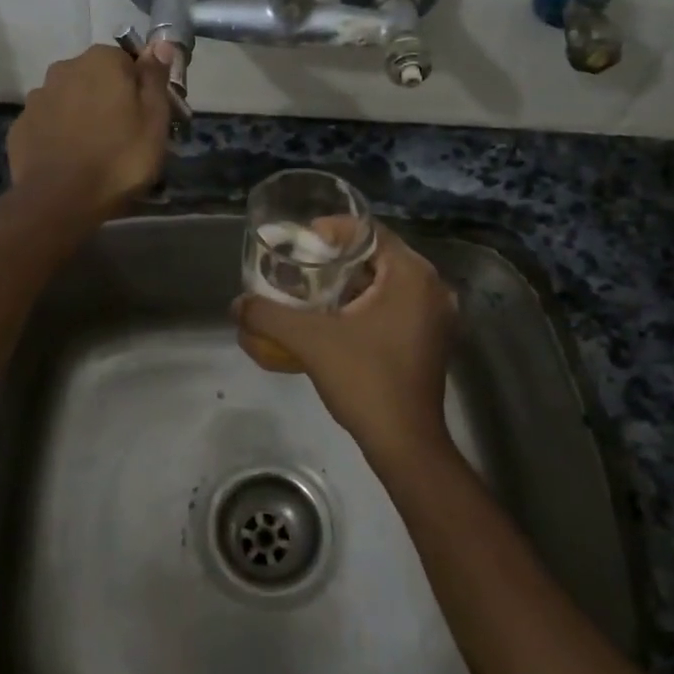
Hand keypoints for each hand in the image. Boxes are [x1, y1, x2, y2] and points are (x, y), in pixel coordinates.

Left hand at [7, 44, 171, 218]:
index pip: (128, 61)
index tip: (147, 116)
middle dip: (108, 98)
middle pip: (95, 78)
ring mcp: (37, 97)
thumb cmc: (119, 158)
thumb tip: (160, 43)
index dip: (140, 88)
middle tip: (124, 135)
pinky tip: (69, 160)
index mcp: (101, 61)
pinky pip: (48, 123)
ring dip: (81, 115)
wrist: (60, 200)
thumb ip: (155, 78)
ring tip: (94, 150)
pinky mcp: (20, 126)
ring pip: (69, 99)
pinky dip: (59, 134)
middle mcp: (64, 68)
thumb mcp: (154, 120)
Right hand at [235, 225, 456, 460]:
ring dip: (352, 282)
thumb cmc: (365, 380)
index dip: (333, 231)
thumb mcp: (311, 342)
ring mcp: (437, 315)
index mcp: (412, 275)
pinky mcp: (432, 339)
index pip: (369, 231)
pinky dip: (368, 304)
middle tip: (302, 266)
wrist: (405, 443)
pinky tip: (337, 319)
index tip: (302, 243)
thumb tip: (237, 305)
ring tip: (313, 290)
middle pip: (378, 255)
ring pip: (388, 282)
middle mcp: (432, 287)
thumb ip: (269, 316)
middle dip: (338, 258)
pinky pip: (397, 304)